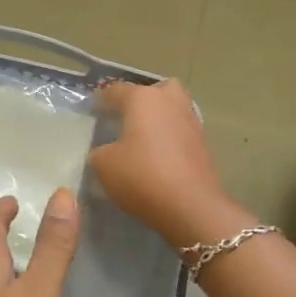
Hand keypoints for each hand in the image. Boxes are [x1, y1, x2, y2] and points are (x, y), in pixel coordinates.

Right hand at [91, 80, 250, 248]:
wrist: (191, 206)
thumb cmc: (142, 176)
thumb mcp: (103, 165)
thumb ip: (99, 151)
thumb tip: (106, 150)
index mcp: (142, 99)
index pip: (116, 90)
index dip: (101, 100)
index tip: (92, 112)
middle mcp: (170, 101)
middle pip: (154, 90)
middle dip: (141, 99)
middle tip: (127, 118)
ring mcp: (191, 120)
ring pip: (172, 108)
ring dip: (158, 118)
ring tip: (142, 138)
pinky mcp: (203, 143)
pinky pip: (180, 130)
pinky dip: (169, 137)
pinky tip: (157, 155)